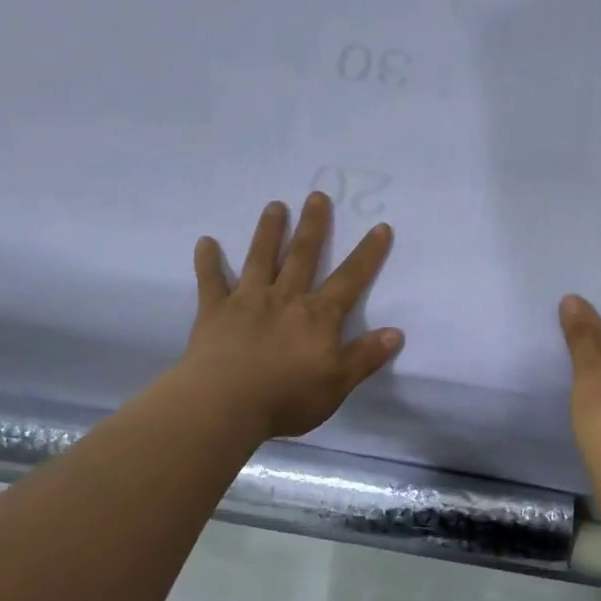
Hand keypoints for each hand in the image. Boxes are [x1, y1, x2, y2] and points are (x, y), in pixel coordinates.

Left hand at [176, 194, 403, 441]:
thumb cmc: (286, 397)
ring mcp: (248, 301)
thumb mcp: (337, 384)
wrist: (224, 404)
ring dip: (268, 231)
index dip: (368, 254)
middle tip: (317, 196)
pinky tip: (205, 242)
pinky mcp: (214, 312)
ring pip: (260, 258)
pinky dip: (207, 261)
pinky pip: (210, 281)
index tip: (380, 227)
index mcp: (317, 316)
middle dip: (313, 226)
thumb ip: (365, 356)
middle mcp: (285, 298)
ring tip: (274, 206)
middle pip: (303, 256)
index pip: (350, 280)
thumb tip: (396, 332)